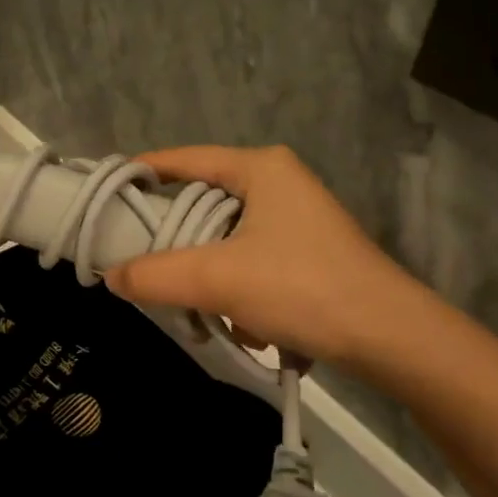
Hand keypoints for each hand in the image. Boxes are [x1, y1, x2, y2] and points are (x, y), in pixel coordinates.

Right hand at [104, 146, 448, 389]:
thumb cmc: (301, 287)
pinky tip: (241, 324)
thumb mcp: (217, 279)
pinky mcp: (307, 252)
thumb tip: (111, 276)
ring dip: (206, 271)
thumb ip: (155, 275)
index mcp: (260, 168)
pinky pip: (249, 258)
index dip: (142, 172)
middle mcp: (279, 182)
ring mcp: (297, 218)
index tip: (107, 192)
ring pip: (225, 235)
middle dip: (174, 237)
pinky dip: (236, 287)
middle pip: (203, 201)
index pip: (184, 158)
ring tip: (195, 306)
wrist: (390, 338)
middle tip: (139, 259)